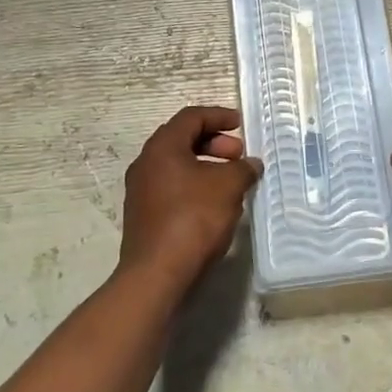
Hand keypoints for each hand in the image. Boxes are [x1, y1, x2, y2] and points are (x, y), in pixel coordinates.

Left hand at [120, 106, 261, 292]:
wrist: (156, 274)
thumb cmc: (193, 219)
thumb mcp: (228, 187)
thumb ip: (243, 169)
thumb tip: (251, 164)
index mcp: (162, 147)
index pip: (191, 117)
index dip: (218, 116)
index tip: (240, 125)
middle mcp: (146, 163)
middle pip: (182, 139)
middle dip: (214, 143)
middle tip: (238, 156)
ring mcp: (140, 191)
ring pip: (177, 166)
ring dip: (206, 166)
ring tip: (231, 182)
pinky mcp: (143, 215)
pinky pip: (172, 187)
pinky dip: (195, 185)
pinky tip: (215, 205)